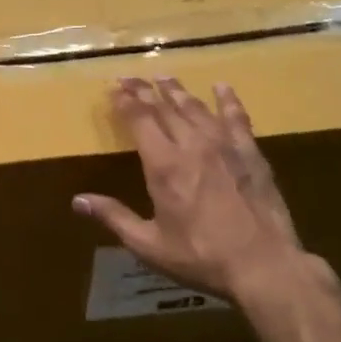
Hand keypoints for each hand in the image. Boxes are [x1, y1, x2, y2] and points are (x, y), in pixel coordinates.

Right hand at [73, 77, 320, 302]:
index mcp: (164, 166)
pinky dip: (227, 100)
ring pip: (196, 108)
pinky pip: (237, 118)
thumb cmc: (200, 257)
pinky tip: (221, 87)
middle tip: (131, 77)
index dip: (126, 102)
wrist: (263, 264)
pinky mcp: (251, 154)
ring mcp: (225, 146)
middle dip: (145, 90)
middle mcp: (192, 145)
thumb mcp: (148, 244)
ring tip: (165, 77)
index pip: (140, 120)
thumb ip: (114, 217)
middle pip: (165, 107)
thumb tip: (78, 200)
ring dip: (178, 90)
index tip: (115, 88)